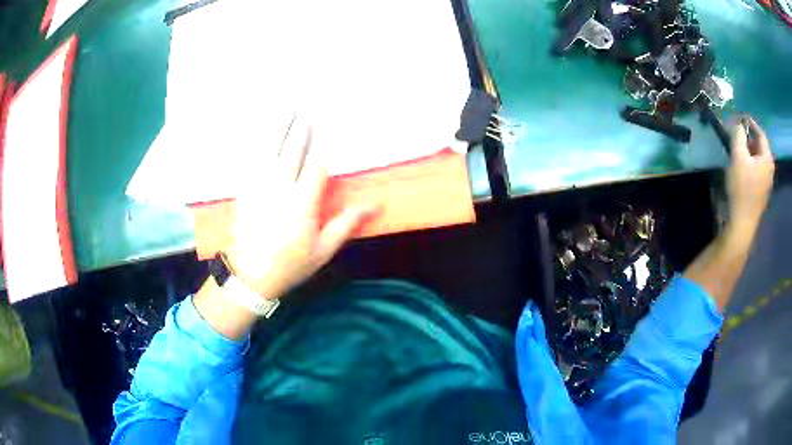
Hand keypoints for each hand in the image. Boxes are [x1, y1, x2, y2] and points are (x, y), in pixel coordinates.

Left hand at [225, 114, 375, 299]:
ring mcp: (259, 188)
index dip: (323, 145)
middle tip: (306, 109)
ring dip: (280, 129)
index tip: (328, 127)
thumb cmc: (291, 264)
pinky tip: (261, 133)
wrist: (251, 276)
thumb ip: (346, 223)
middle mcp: (280, 190)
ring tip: (286, 110)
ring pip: (270, 151)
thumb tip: (373, 204)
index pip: (316, 165)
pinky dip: (259, 145)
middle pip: (292, 151)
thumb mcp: (323, 249)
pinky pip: (252, 162)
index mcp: (303, 203)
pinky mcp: (245, 192)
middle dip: (300, 129)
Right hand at [726, 117, 774, 236]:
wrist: (742, 222)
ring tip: (739, 150)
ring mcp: (767, 183)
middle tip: (738, 134)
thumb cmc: (742, 187)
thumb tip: (739, 125)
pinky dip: (751, 164)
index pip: (761, 134)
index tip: (741, 117)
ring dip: (750, 152)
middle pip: (761, 147)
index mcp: (767, 159)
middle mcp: (770, 170)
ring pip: (759, 160)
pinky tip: (743, 167)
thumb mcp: (738, 155)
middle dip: (750, 138)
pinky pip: (758, 171)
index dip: (751, 123)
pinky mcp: (762, 193)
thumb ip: (739, 135)